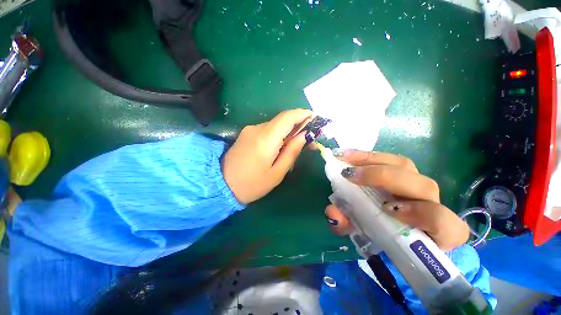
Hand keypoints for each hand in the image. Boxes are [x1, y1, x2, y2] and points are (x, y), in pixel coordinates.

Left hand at [223, 109, 312, 203]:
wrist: (221, 185)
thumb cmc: (252, 184)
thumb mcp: (277, 172)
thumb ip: (292, 152)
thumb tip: (305, 136)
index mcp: (266, 138)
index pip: (288, 117)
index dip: (303, 114)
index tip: (315, 119)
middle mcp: (257, 128)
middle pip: (283, 120)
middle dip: (299, 127)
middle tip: (309, 142)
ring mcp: (250, 130)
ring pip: (276, 126)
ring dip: (288, 133)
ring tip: (296, 148)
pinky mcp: (247, 134)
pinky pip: (267, 131)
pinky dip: (278, 136)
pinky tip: (281, 149)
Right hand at [325, 150, 468, 250]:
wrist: (385, 226)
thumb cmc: (379, 235)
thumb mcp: (361, 235)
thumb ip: (348, 227)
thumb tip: (333, 213)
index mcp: (431, 231)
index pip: (445, 224)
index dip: (422, 214)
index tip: (385, 208)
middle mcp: (430, 204)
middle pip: (423, 185)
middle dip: (383, 177)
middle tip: (349, 175)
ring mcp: (416, 184)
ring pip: (406, 165)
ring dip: (372, 160)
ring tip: (345, 158)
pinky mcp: (403, 172)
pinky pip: (392, 160)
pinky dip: (369, 157)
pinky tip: (350, 156)